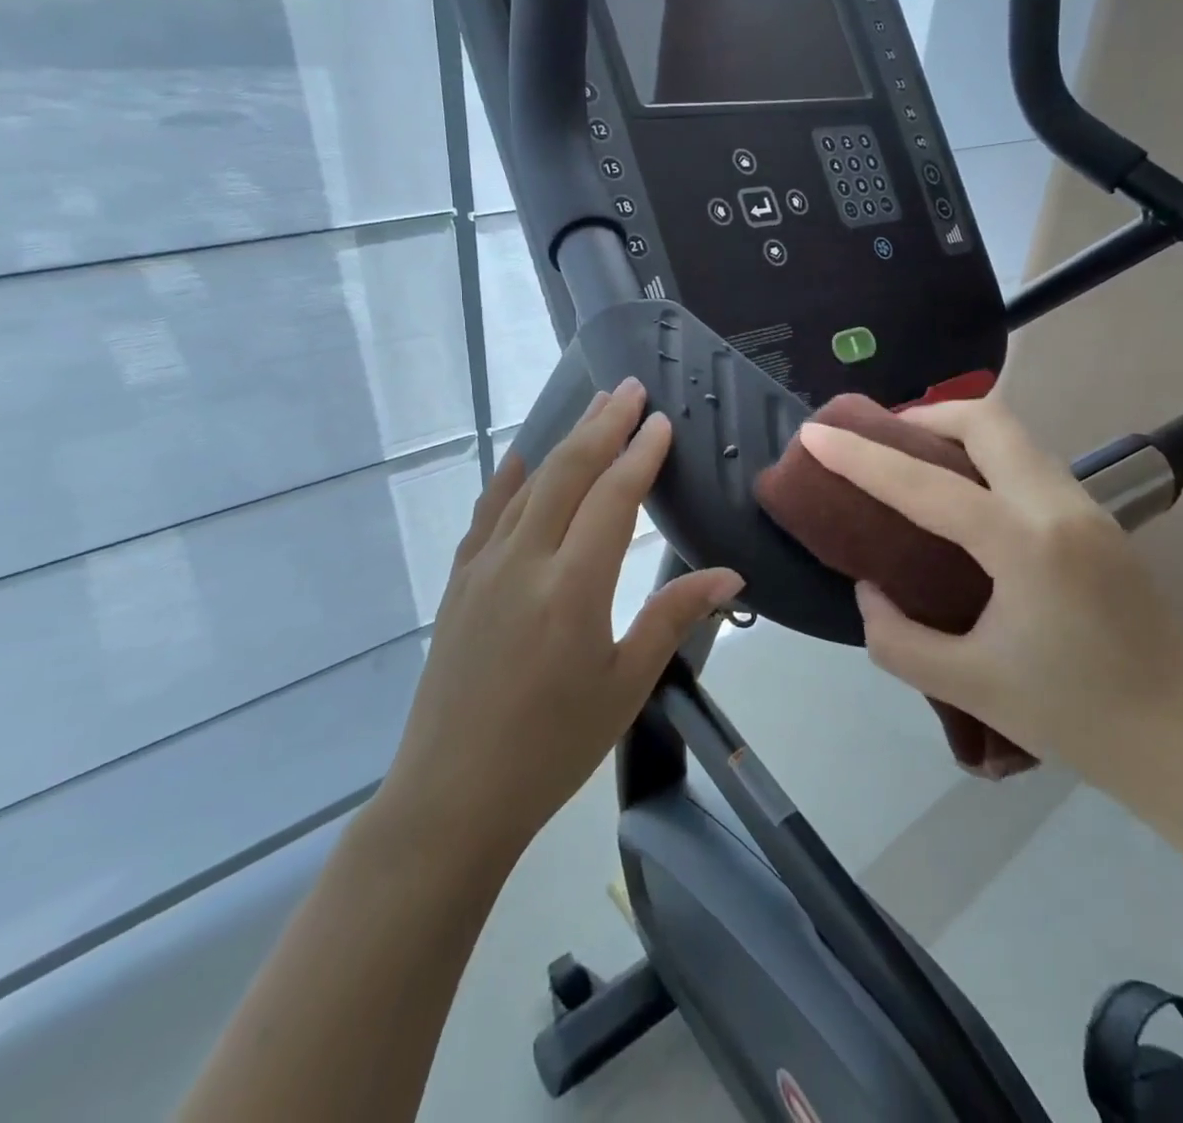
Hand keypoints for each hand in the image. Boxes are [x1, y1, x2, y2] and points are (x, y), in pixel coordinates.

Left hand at [377, 378, 742, 871]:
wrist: (452, 795)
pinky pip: (487, 514)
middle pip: (569, 472)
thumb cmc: (552, 747)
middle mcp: (525, 561)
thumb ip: (673, 617)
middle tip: (630, 388)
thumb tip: (730, 575)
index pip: (613, 497)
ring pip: (530, 484)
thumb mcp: (625, 686)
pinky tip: (522, 459)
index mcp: (573, 588)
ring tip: (593, 409)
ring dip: (565, 440)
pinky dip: (510, 479)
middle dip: (603, 424)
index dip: (640, 454)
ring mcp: (484, 568)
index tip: (661, 421)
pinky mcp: (459, 583)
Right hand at [797, 396, 1182, 790]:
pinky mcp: (1098, 520)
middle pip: (985, 419)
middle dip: (922, 416)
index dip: (860, 457)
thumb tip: (870, 589)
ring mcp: (1087, 507)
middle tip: (878, 442)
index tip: (815, 434)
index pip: (925, 483)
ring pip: (1012, 435)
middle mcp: (1059, 506)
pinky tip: (960, 498)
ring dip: (955, 433)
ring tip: (911, 464)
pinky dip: (983, 458)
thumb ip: (897, 638)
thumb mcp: (968, 685)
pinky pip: (1028, 462)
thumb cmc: (1078, 719)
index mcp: (1025, 544)